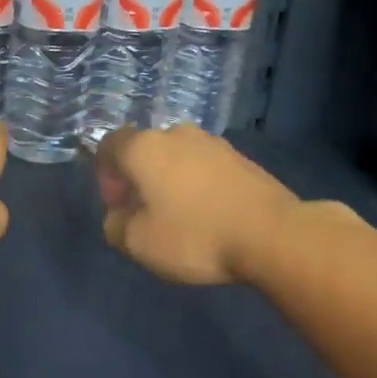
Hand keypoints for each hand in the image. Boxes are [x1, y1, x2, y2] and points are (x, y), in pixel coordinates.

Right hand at [95, 124, 300, 284]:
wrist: (271, 234)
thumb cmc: (194, 236)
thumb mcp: (138, 243)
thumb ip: (116, 226)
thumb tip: (118, 217)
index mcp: (145, 148)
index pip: (109, 144)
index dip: (105, 174)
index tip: (117, 205)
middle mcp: (177, 134)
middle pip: (145, 149)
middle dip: (138, 177)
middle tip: (143, 212)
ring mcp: (214, 143)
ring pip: (177, 157)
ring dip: (169, 180)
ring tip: (177, 216)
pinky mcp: (242, 158)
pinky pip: (205, 167)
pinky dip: (197, 185)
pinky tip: (207, 215)